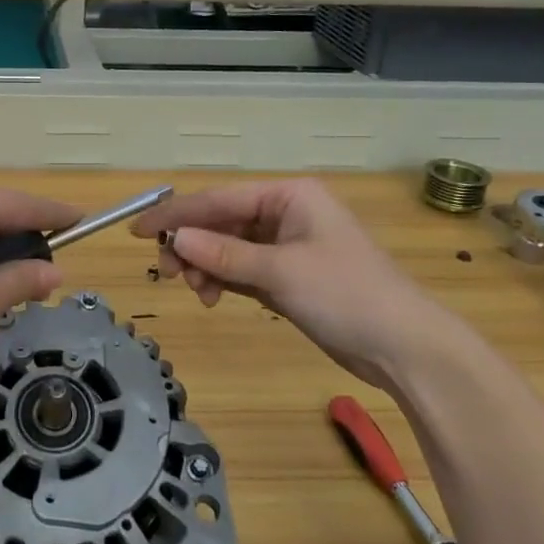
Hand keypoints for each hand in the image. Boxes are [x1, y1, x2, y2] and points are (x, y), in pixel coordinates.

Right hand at [132, 179, 467, 390]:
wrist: (405, 347)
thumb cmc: (346, 295)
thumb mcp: (281, 271)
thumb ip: (225, 253)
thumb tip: (176, 239)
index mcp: (289, 196)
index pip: (220, 200)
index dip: (177, 215)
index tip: (138, 230)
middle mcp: (286, 213)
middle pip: (222, 222)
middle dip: (192, 245)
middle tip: (167, 272)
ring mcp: (287, 246)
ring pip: (228, 247)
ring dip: (206, 266)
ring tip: (196, 290)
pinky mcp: (288, 276)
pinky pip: (242, 269)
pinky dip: (222, 279)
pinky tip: (211, 295)